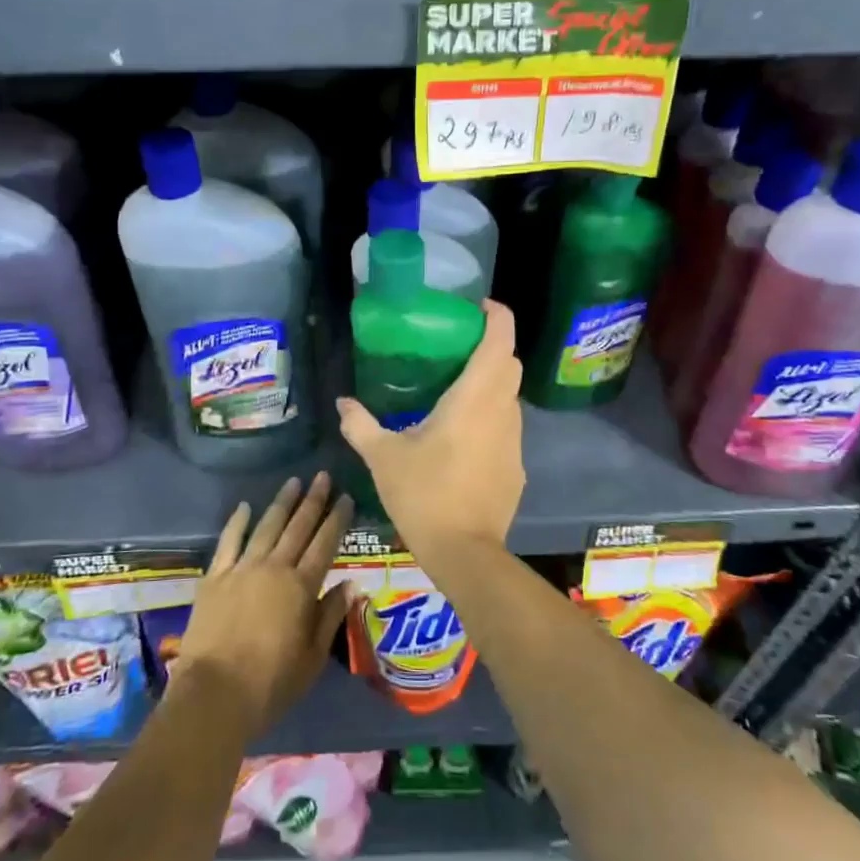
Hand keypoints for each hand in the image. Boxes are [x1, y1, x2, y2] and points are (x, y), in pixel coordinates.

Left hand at [172, 473, 352, 738]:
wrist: (214, 694)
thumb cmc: (271, 683)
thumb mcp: (312, 657)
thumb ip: (330, 616)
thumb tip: (350, 585)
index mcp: (302, 587)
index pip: (325, 544)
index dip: (337, 519)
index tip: (345, 497)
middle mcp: (274, 568)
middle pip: (298, 527)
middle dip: (313, 500)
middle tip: (323, 476)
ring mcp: (242, 569)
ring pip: (266, 527)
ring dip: (281, 503)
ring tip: (293, 482)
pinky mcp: (215, 578)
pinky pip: (229, 541)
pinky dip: (237, 522)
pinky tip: (245, 506)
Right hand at [335, 300, 524, 561]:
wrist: (465, 553)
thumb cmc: (424, 494)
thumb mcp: (383, 457)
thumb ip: (361, 425)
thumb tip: (343, 403)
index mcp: (474, 398)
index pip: (500, 341)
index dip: (497, 316)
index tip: (478, 308)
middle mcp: (502, 411)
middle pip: (510, 364)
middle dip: (492, 348)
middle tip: (457, 348)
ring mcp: (514, 441)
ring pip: (510, 397)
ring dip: (491, 385)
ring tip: (456, 391)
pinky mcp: (517, 466)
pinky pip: (507, 428)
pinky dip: (490, 418)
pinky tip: (462, 439)